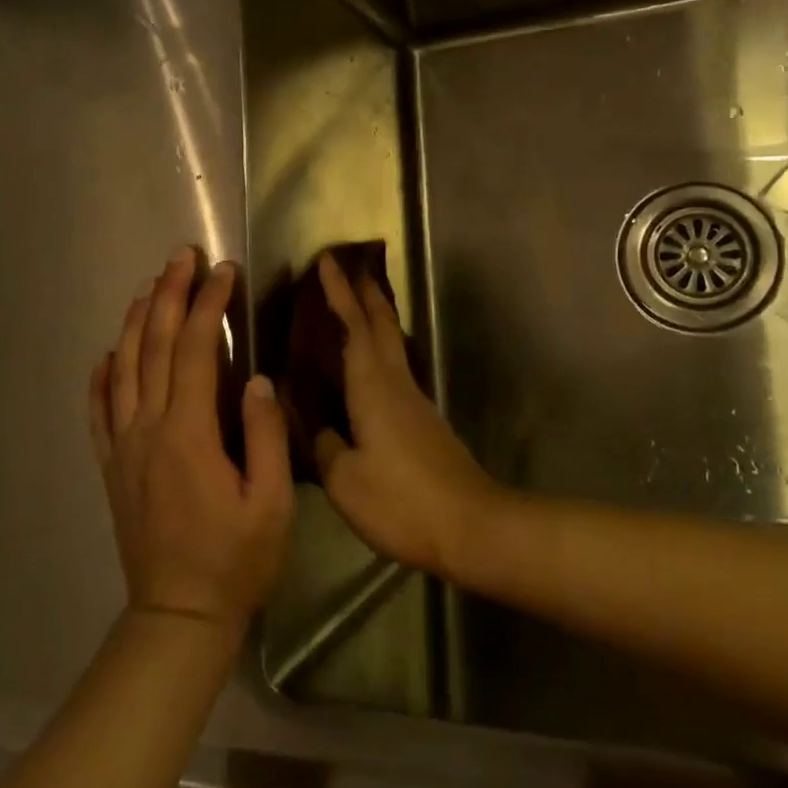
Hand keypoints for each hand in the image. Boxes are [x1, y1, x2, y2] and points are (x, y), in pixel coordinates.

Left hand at [91, 248, 293, 629]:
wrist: (178, 616)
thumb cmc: (236, 560)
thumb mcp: (271, 503)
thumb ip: (265, 436)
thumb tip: (257, 379)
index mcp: (189, 434)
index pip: (198, 350)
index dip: (210, 305)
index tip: (224, 270)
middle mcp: (148, 429)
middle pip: (156, 347)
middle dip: (170, 295)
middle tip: (182, 257)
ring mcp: (123, 447)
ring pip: (123, 369)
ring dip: (137, 322)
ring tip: (150, 286)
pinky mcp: (111, 467)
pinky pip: (98, 411)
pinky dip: (101, 376)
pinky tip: (107, 353)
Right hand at [313, 254, 500, 579]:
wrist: (472, 526)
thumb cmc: (403, 501)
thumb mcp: (346, 481)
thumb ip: (325, 447)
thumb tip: (316, 426)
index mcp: (374, 389)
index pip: (354, 327)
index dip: (339, 293)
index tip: (327, 261)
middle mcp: (397, 384)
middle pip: (382, 326)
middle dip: (364, 293)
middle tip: (347, 267)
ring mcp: (415, 401)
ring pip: (392, 344)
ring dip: (374, 318)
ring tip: (355, 305)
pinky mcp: (423, 421)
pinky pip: (395, 368)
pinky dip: (379, 349)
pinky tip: (368, 365)